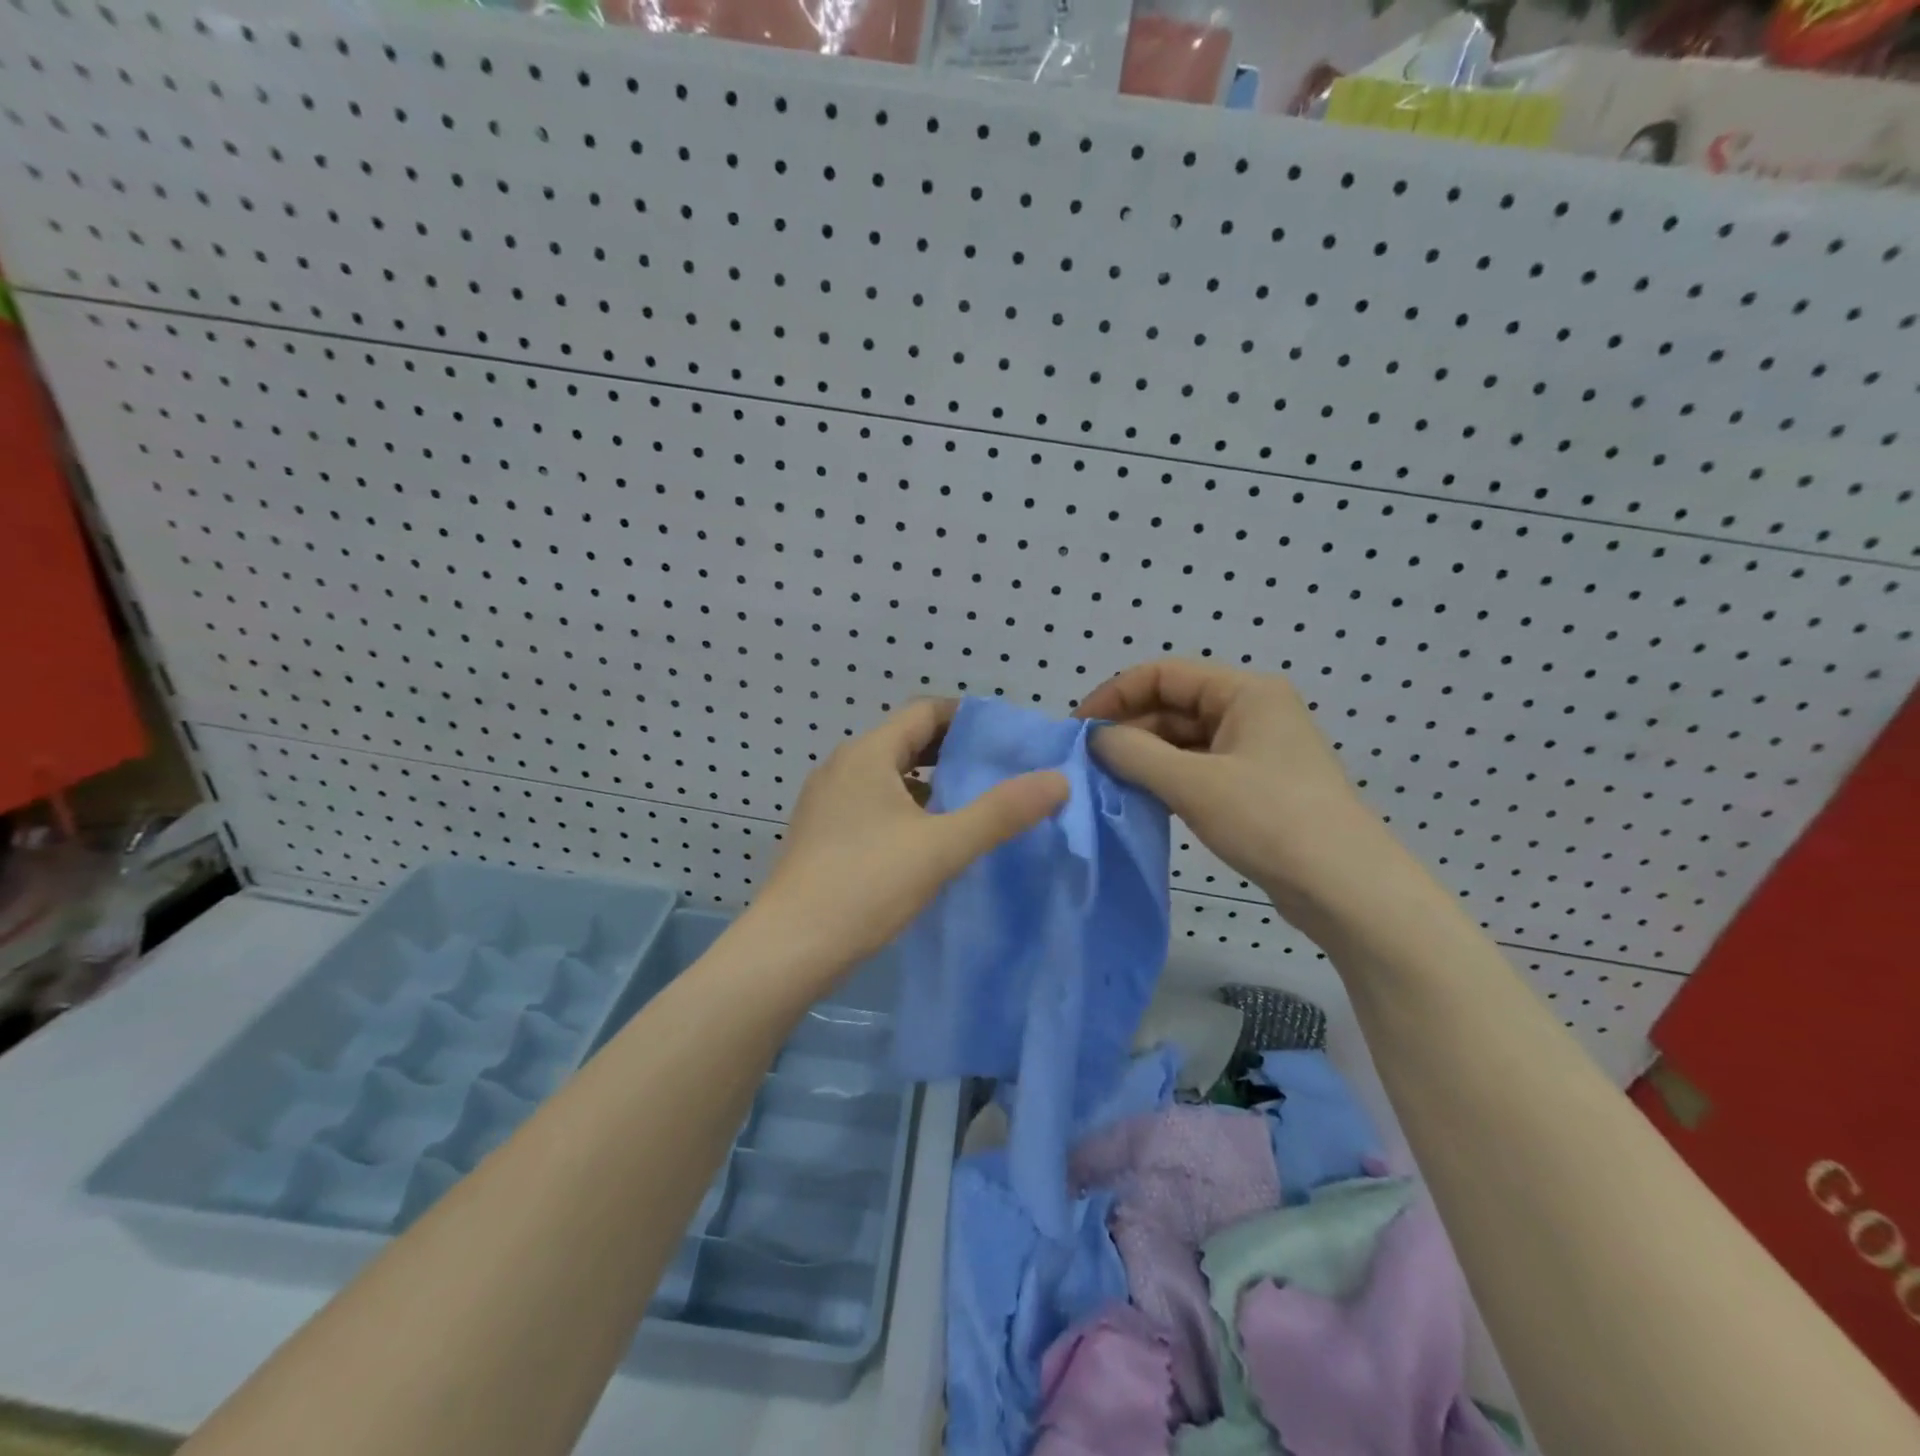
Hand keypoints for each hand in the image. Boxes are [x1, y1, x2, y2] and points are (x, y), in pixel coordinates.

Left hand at [748, 700, 1068, 980]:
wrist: (788, 949)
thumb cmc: (866, 885)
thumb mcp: (942, 847)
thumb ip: (1001, 812)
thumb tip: (1058, 779)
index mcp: (868, 754)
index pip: (925, 712)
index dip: (967, 718)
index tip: (1006, 739)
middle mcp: (842, 767)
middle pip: (906, 741)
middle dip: (952, 752)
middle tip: (998, 772)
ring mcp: (826, 802)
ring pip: (888, 776)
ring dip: (928, 783)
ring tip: (970, 805)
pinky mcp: (820, 834)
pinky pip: (871, 803)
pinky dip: (904, 808)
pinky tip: (926, 840)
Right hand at [1075, 660, 1401, 926]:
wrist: (1344, 887)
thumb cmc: (1269, 819)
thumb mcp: (1192, 783)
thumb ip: (1134, 753)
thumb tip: (1096, 738)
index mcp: (1245, 692)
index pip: (1163, 674)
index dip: (1115, 695)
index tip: (1079, 729)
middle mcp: (1252, 711)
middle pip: (1174, 705)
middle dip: (1129, 729)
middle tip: (1089, 763)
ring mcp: (1255, 750)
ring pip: (1184, 740)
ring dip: (1145, 756)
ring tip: (1108, 782)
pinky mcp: (1255, 786)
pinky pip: (1199, 769)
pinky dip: (1167, 779)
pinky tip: (1142, 799)